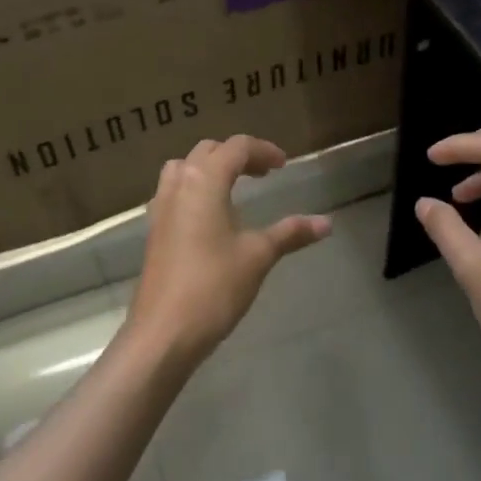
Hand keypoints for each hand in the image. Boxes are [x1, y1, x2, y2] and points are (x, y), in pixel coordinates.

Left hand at [126, 135, 331, 366]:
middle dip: (237, 156)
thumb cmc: (214, 286)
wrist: (164, 332)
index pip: (235, 148)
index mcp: (203, 181)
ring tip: (233, 187)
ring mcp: (160, 209)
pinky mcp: (154, 232)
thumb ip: (290, 233)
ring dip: (209, 169)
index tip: (284, 165)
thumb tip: (326, 223)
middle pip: (207, 152)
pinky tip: (209, 217)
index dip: (263, 150)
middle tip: (263, 174)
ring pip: (183, 169)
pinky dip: (194, 190)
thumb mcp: (258, 256)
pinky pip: (173, 194)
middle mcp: (177, 186)